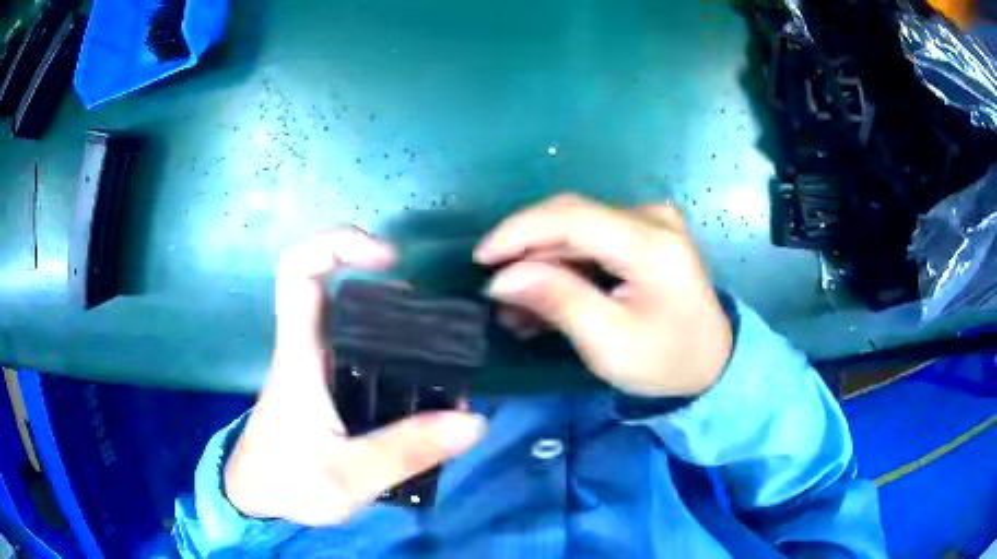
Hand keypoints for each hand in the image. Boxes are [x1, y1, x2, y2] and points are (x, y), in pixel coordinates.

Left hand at [224, 227, 485, 524]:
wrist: (257, 500)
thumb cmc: (288, 482)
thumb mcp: (349, 476)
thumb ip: (407, 450)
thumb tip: (472, 419)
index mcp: (300, 355)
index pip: (298, 270)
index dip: (339, 244)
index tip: (389, 258)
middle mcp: (308, 350)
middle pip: (337, 289)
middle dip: (388, 290)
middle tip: (435, 323)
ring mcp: (316, 369)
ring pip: (354, 325)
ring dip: (397, 328)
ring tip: (442, 362)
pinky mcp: (325, 389)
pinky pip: (361, 357)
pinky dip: (394, 359)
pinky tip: (423, 392)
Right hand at [475, 194, 731, 397]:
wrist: (711, 364)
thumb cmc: (665, 361)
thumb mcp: (609, 342)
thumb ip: (557, 301)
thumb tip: (501, 278)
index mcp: (651, 244)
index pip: (571, 218)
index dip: (518, 232)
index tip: (480, 259)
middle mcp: (651, 219)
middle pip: (571, 221)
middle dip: (526, 254)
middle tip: (495, 294)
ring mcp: (650, 223)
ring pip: (576, 232)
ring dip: (541, 264)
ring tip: (514, 307)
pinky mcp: (644, 234)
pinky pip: (591, 241)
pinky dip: (563, 267)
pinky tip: (542, 298)